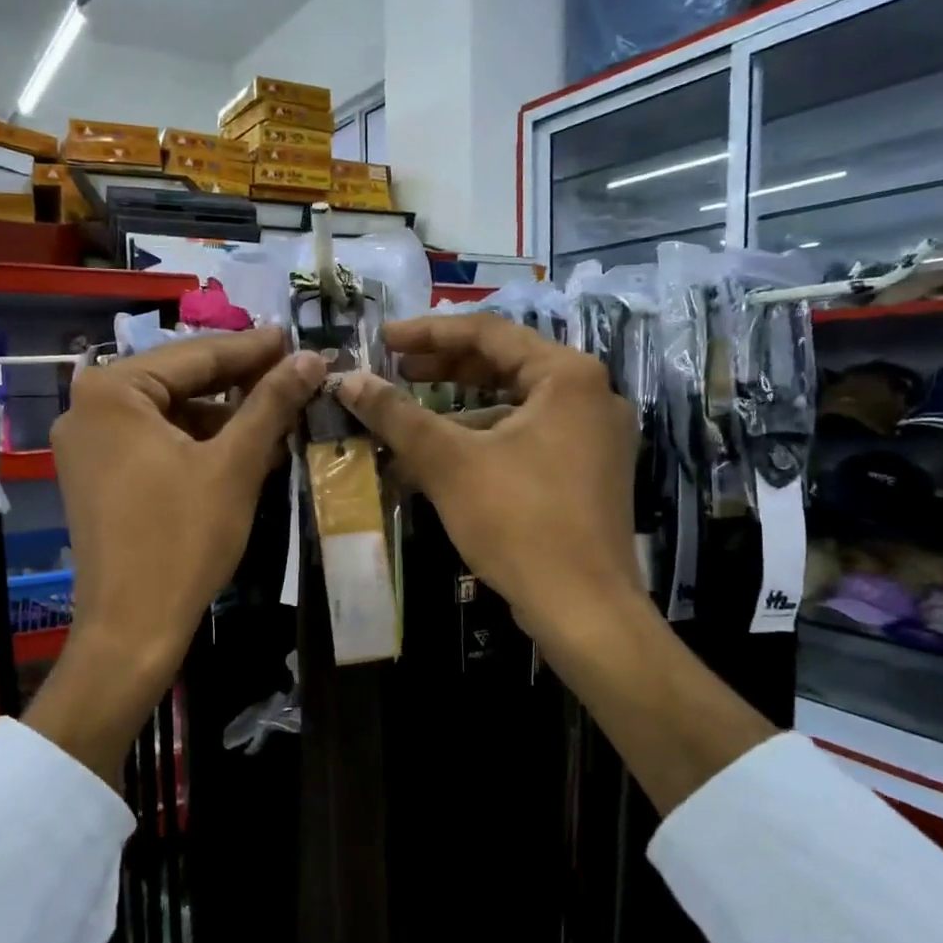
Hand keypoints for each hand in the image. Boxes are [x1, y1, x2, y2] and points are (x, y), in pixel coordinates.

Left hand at [28, 328, 321, 777]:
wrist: (132, 628)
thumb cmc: (183, 539)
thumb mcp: (236, 464)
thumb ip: (272, 402)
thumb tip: (311, 357)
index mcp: (111, 391)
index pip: (196, 355)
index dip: (253, 348)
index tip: (295, 339)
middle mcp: (87, 407)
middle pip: (180, 382)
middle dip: (239, 384)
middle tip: (293, 375)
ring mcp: (87, 444)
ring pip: (170, 414)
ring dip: (223, 417)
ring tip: (277, 417)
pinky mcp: (96, 476)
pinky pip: (155, 442)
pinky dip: (198, 444)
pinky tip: (243, 451)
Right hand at [336, 314, 643, 661]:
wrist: (584, 610)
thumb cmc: (518, 521)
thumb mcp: (448, 462)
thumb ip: (397, 415)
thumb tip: (348, 381)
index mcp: (568, 376)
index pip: (488, 332)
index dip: (428, 333)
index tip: (382, 339)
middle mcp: (591, 396)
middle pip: (504, 366)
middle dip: (443, 370)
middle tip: (394, 372)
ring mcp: (594, 437)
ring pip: (513, 407)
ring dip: (457, 413)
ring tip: (406, 423)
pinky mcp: (587, 474)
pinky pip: (526, 440)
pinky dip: (482, 444)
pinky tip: (438, 464)